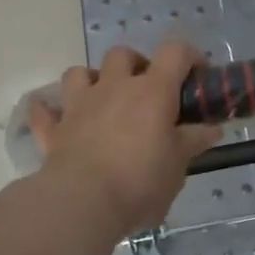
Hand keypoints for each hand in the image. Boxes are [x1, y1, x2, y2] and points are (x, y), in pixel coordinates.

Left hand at [30, 44, 221, 235]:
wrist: (83, 202)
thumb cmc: (140, 181)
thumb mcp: (178, 166)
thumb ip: (193, 142)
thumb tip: (211, 128)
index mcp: (151, 91)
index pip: (174, 52)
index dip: (189, 56)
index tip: (197, 74)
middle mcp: (114, 87)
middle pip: (122, 54)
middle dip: (136, 65)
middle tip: (147, 92)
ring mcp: (79, 105)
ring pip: (78, 73)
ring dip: (91, 80)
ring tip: (102, 100)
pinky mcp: (54, 129)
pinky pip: (44, 111)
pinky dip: (49, 111)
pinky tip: (56, 118)